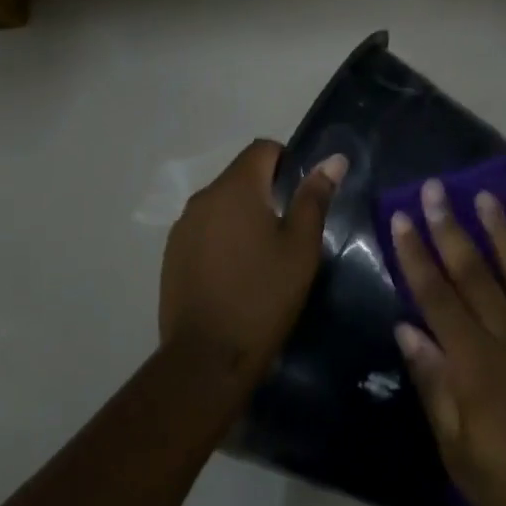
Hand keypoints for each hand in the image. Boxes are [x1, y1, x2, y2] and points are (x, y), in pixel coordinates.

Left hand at [159, 141, 346, 377]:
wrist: (208, 356)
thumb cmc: (264, 296)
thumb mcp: (301, 247)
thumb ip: (314, 198)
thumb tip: (333, 159)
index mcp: (235, 188)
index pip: (263, 149)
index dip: (287, 163)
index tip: (301, 198)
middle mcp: (203, 197)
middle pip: (240, 176)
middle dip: (266, 192)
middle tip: (289, 231)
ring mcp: (182, 227)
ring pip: (221, 204)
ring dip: (243, 216)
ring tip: (263, 256)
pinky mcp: (172, 254)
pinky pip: (204, 230)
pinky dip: (222, 238)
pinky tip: (235, 273)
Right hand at [389, 180, 505, 505]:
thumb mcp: (458, 450)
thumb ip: (434, 384)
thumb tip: (407, 328)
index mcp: (476, 362)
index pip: (436, 295)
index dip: (416, 254)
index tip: (401, 217)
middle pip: (475, 272)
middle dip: (450, 227)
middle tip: (436, 188)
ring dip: (504, 233)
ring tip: (488, 197)